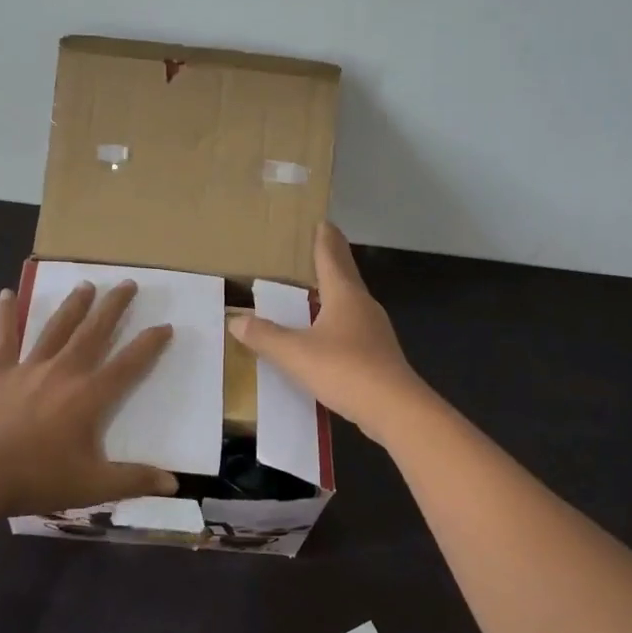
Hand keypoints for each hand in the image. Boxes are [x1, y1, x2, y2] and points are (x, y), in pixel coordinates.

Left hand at [0, 279, 177, 519]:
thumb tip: (174, 484)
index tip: (165, 325)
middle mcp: (63, 372)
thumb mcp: (92, 486)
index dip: (149, 344)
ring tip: (86, 284)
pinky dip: (5, 315)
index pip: (128, 364)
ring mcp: (28, 368)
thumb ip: (134, 480)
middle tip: (128, 283)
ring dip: (74, 305)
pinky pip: (4, 337)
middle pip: (94, 332)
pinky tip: (5, 293)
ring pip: (56, 328)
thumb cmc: (36, 480)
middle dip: (114, 307)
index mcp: (89, 396)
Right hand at [227, 223, 426, 443]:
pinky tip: (328, 334)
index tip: (322, 222)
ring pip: (351, 302)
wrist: (395, 409)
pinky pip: (353, 327)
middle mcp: (363, 306)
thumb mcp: (295, 353)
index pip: (331, 258)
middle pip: (346, 275)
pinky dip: (338, 320)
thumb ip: (265, 336)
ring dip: (335, 292)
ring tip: (318, 289)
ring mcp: (374, 331)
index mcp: (344, 295)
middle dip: (332, 260)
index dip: (324, 240)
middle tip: (319, 247)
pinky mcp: (378, 355)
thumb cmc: (345, 370)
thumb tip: (236, 320)